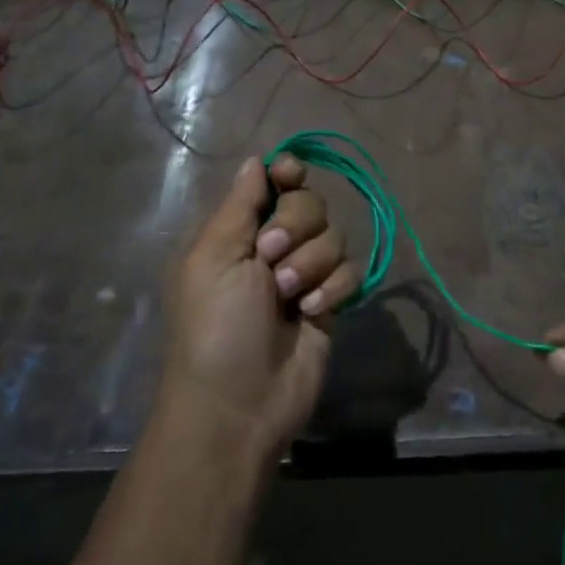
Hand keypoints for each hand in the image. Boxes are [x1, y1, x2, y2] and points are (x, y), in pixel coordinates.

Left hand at [163, 156, 359, 461]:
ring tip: (288, 298)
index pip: (272, 182)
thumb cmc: (216, 325)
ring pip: (334, 237)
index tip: (291, 176)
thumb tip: (256, 160)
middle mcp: (272, 247)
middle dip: (296, 227)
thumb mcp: (214, 257)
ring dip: (311, 263)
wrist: (239, 404)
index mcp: (237, 232)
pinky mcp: (329, 302)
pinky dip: (332, 289)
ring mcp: (303, 275)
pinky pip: (350, 272)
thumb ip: (240, 204)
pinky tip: (311, 312)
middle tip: (270, 258)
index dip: (287, 173)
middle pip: (310, 203)